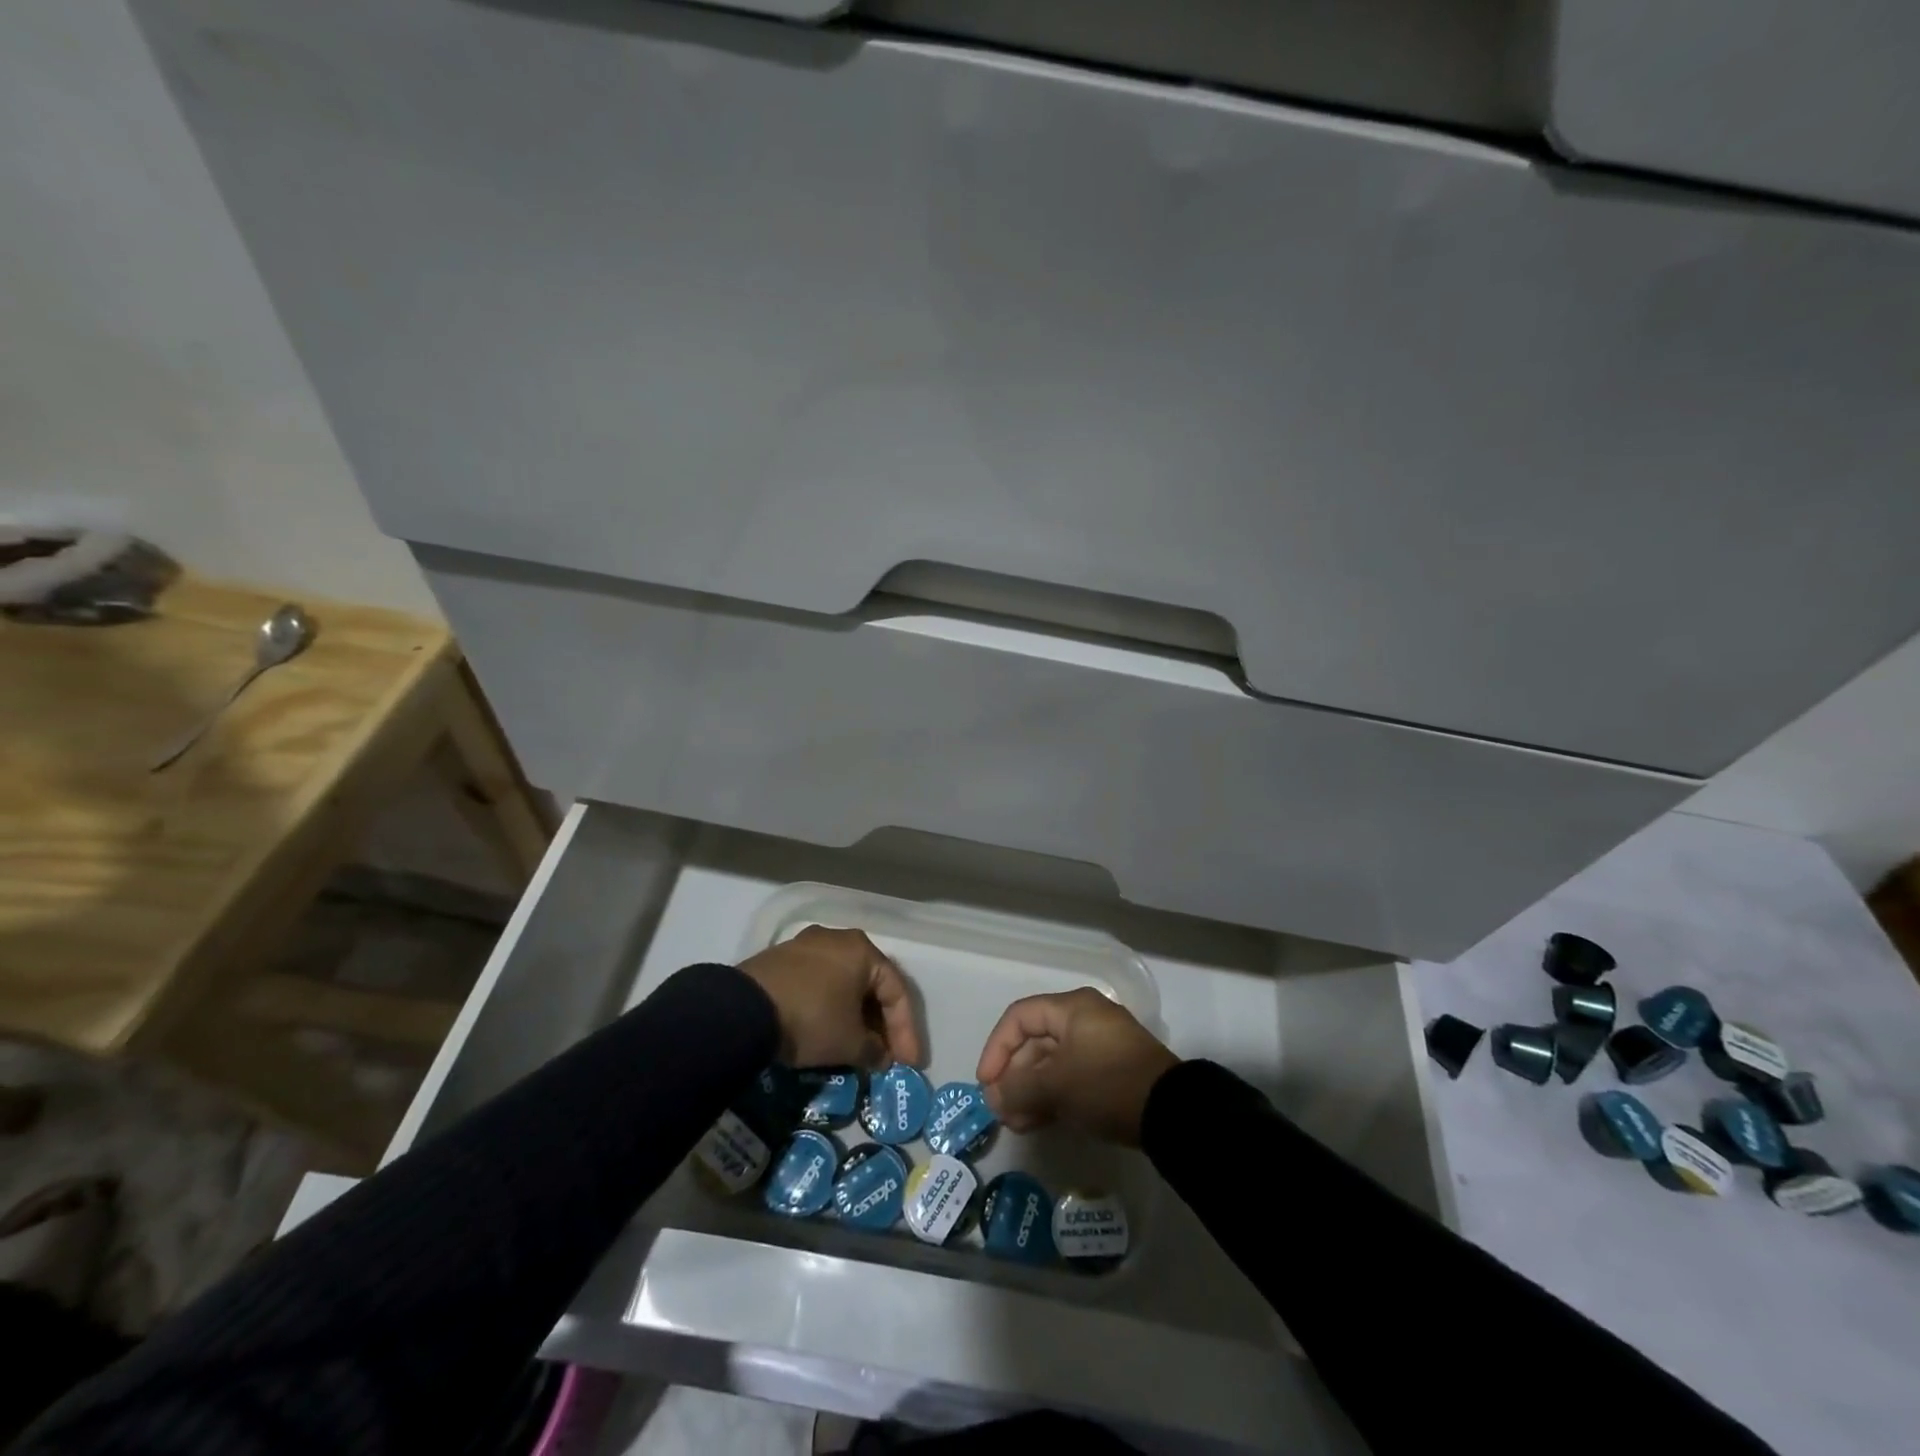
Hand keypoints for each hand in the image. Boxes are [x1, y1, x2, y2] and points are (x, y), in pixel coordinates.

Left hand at [740, 925, 921, 1069]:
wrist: (744, 1010)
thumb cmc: (811, 1018)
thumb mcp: (849, 1043)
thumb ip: (874, 1050)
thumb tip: (880, 1056)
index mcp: (863, 950)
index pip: (897, 991)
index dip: (906, 1031)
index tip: (909, 1063)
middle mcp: (838, 939)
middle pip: (870, 984)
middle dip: (881, 1023)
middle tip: (885, 1055)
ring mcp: (806, 945)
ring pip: (843, 982)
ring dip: (854, 1015)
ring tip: (857, 1046)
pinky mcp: (781, 959)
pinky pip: (818, 983)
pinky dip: (829, 1007)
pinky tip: (827, 1030)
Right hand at [975, 988, 1178, 1147]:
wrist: (1171, 1112)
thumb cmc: (1107, 1083)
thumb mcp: (1057, 1085)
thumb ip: (1018, 1088)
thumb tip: (993, 1097)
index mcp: (1072, 1008)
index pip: (1020, 1018)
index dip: (997, 1048)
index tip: (986, 1082)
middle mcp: (1084, 1020)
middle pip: (1035, 1042)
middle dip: (1013, 1076)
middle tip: (1001, 1110)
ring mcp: (1098, 1047)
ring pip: (1051, 1064)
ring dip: (1029, 1091)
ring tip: (1016, 1123)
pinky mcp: (1109, 1073)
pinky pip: (1069, 1078)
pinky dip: (1051, 1097)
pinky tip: (1037, 1122)